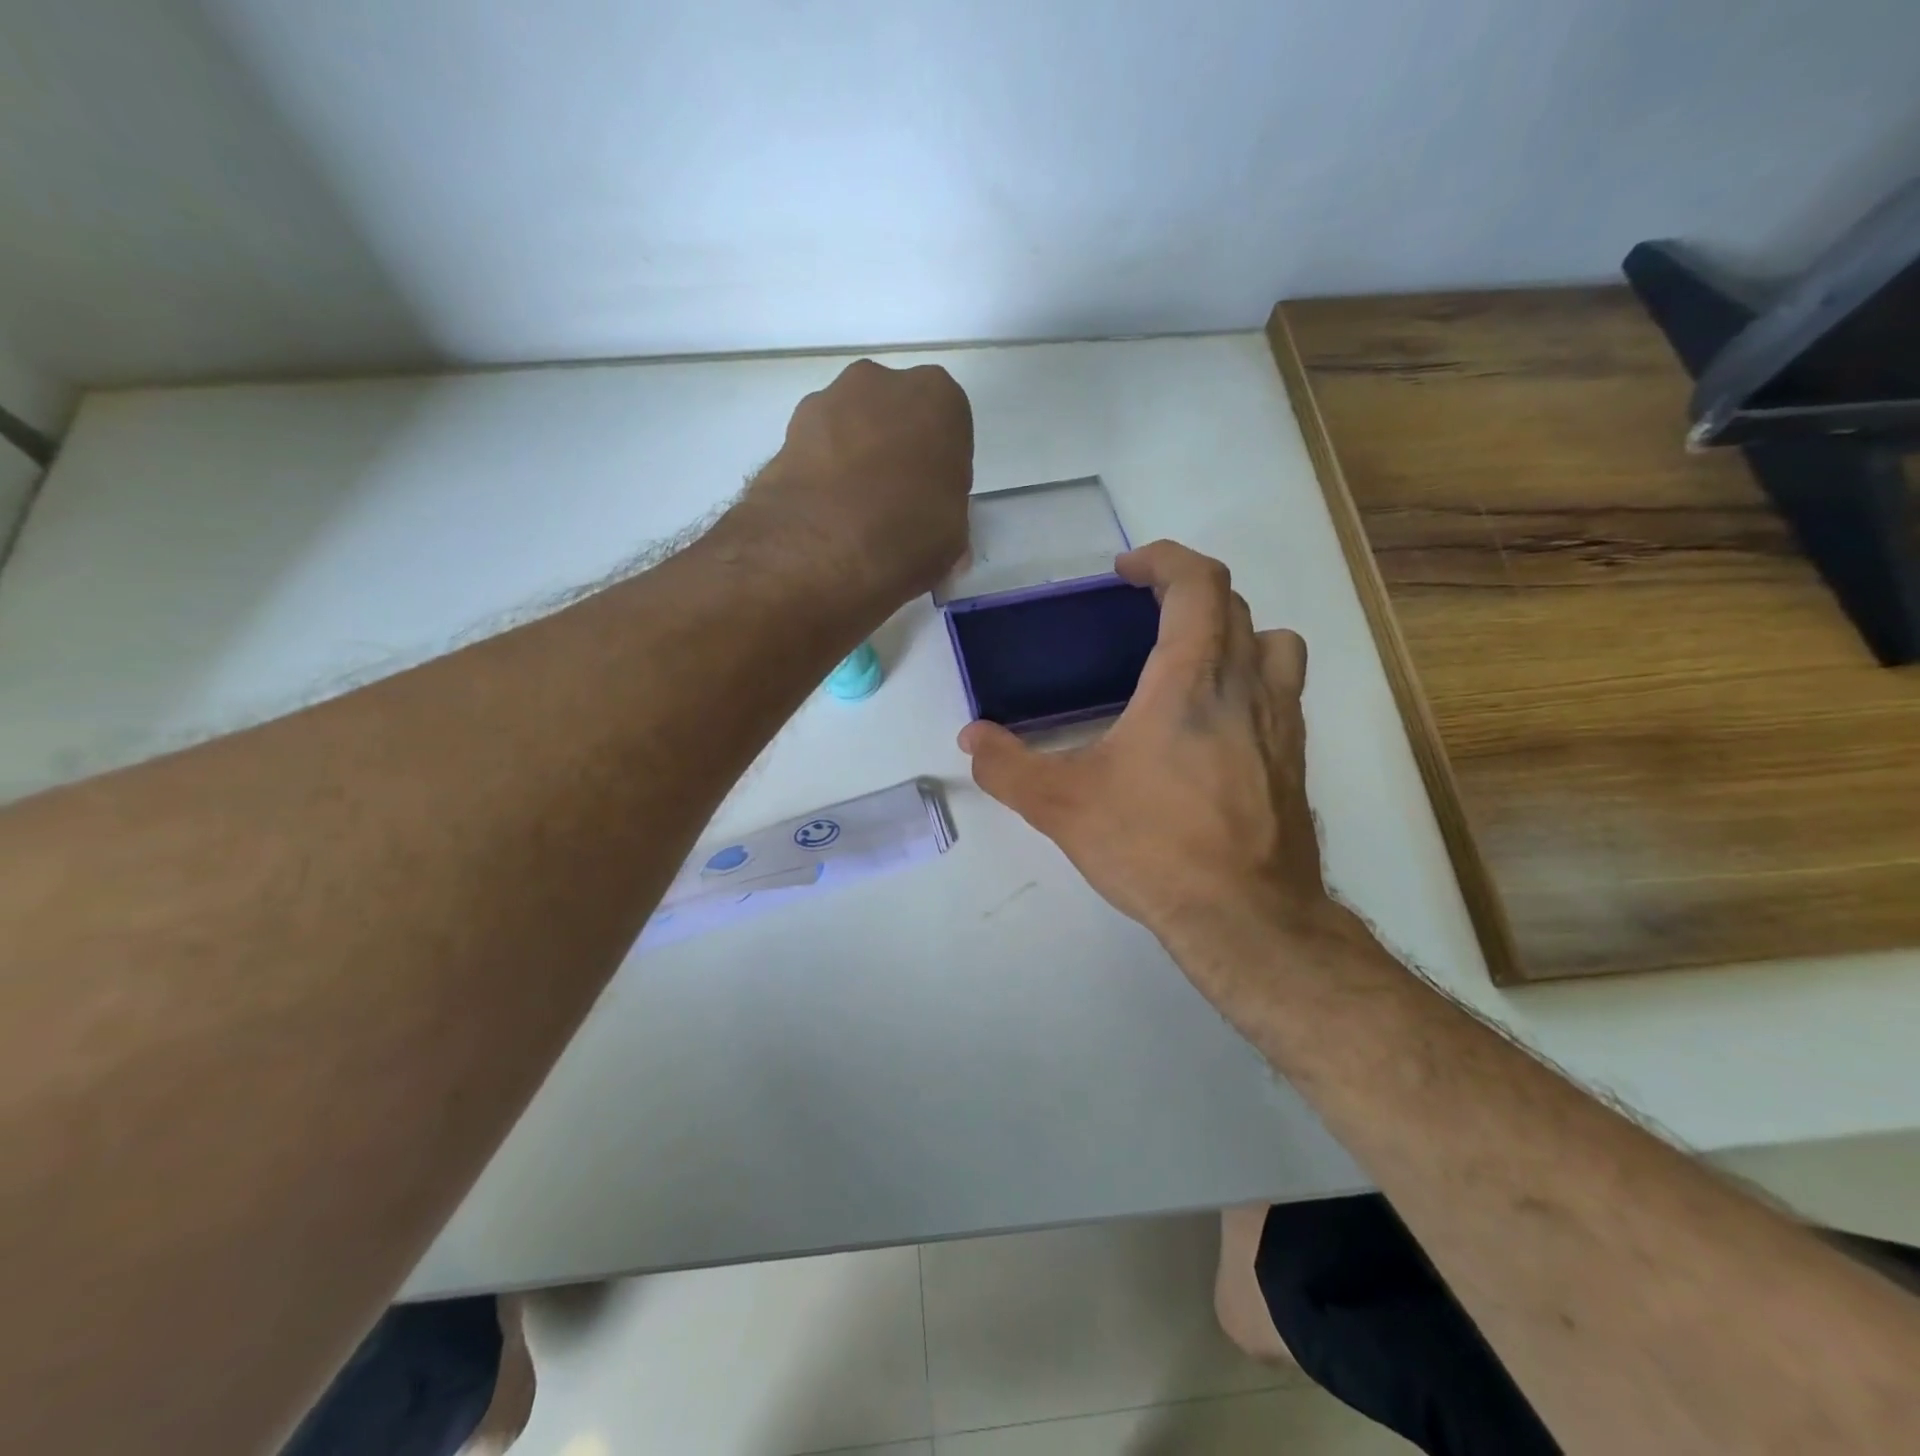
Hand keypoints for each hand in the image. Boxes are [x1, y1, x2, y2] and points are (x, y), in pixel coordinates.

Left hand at [750, 359, 973, 608]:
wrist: (821, 546)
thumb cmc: (908, 533)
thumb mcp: (953, 538)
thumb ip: (946, 519)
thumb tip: (930, 534)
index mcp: (937, 397)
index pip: (948, 427)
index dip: (940, 467)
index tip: (932, 500)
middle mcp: (882, 382)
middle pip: (896, 416)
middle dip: (895, 451)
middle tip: (894, 504)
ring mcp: (828, 400)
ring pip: (853, 427)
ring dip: (855, 459)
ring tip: (854, 515)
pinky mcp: (787, 428)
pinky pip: (818, 449)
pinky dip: (822, 473)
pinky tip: (825, 514)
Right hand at [959, 541, 1331, 988]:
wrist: (1246, 916)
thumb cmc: (1154, 845)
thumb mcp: (1062, 805)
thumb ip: (1007, 766)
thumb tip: (971, 740)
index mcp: (1191, 678)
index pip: (1198, 582)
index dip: (1163, 560)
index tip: (1127, 572)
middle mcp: (1247, 685)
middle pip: (1233, 605)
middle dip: (1189, 594)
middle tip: (1145, 616)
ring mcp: (1283, 722)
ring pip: (1275, 642)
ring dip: (1236, 633)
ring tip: (1193, 663)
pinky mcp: (1296, 759)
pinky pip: (1283, 693)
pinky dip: (1252, 683)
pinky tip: (1215, 729)